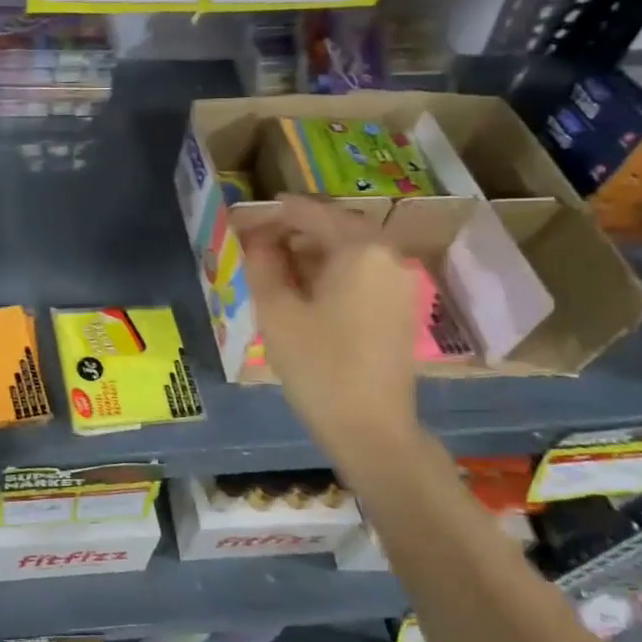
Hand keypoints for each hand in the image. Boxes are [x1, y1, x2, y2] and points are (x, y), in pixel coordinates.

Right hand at [234, 195, 420, 460]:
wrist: (371, 429)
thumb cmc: (318, 365)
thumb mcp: (276, 311)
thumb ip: (262, 263)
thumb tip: (258, 237)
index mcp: (359, 248)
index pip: (310, 212)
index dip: (272, 214)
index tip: (242, 222)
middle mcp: (387, 255)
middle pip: (335, 226)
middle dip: (294, 229)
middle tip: (257, 243)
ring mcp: (399, 282)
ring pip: (349, 249)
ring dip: (312, 250)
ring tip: (275, 267)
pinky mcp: (400, 306)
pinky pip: (362, 271)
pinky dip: (331, 269)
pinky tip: (305, 290)